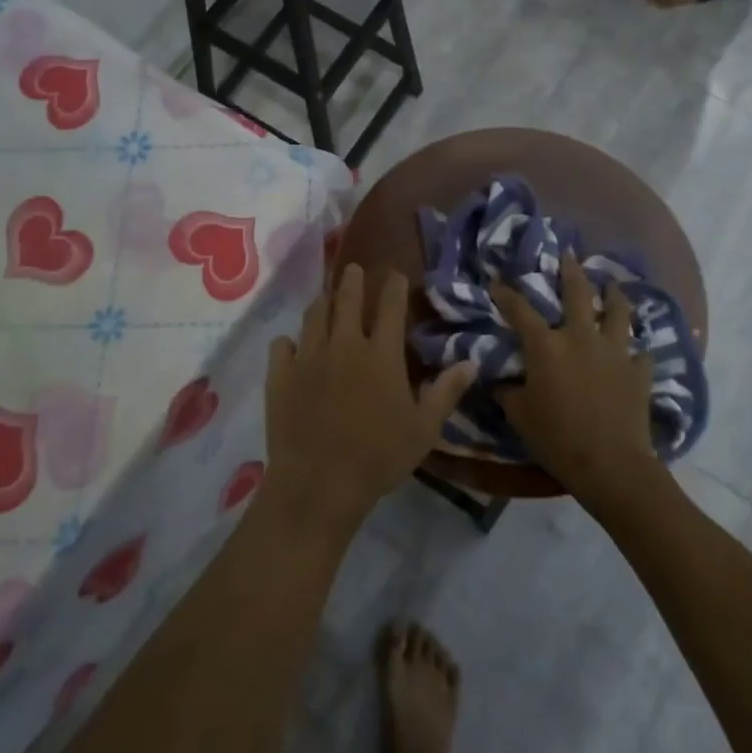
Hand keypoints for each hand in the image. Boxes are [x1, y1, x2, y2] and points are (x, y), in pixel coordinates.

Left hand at [264, 264, 474, 540]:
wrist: (319, 483)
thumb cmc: (379, 457)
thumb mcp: (423, 429)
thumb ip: (445, 392)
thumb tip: (472, 362)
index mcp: (380, 354)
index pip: (389, 306)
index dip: (393, 286)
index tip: (395, 273)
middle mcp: (343, 344)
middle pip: (346, 299)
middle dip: (352, 280)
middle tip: (353, 269)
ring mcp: (307, 357)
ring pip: (313, 316)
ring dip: (322, 303)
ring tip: (325, 299)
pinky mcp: (280, 375)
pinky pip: (281, 345)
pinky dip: (289, 342)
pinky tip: (292, 346)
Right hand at [490, 252, 657, 510]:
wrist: (610, 463)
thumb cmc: (556, 437)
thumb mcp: (519, 414)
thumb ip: (508, 391)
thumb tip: (499, 382)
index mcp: (546, 345)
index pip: (520, 310)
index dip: (506, 294)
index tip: (497, 281)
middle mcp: (581, 337)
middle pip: (578, 292)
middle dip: (571, 270)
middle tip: (569, 254)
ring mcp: (615, 351)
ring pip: (618, 311)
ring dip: (614, 294)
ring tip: (612, 284)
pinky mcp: (639, 370)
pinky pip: (640, 351)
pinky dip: (636, 348)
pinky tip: (635, 349)